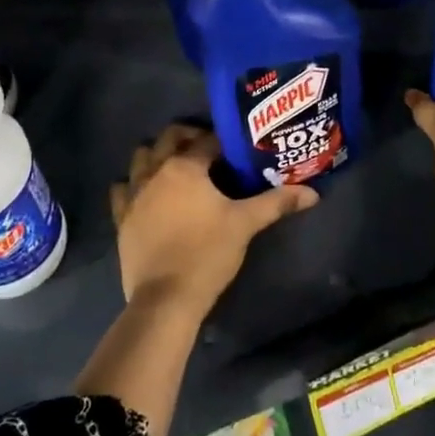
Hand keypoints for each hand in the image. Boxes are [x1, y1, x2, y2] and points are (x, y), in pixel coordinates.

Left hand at [108, 124, 317, 318]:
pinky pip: (122, 188)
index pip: (208, 140)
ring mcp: (134, 193)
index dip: (224, 141)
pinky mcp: (122, 217)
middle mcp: (156, 170)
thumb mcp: (245, 224)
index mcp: (186, 166)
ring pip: (142, 157)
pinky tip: (147, 193)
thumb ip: (277, 203)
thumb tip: (312, 193)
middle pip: (170, 137)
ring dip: (158, 154)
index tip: (237, 148)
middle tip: (210, 151)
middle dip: (189, 136)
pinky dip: (133, 184)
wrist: (165, 299)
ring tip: (178, 167)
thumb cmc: (208, 254)